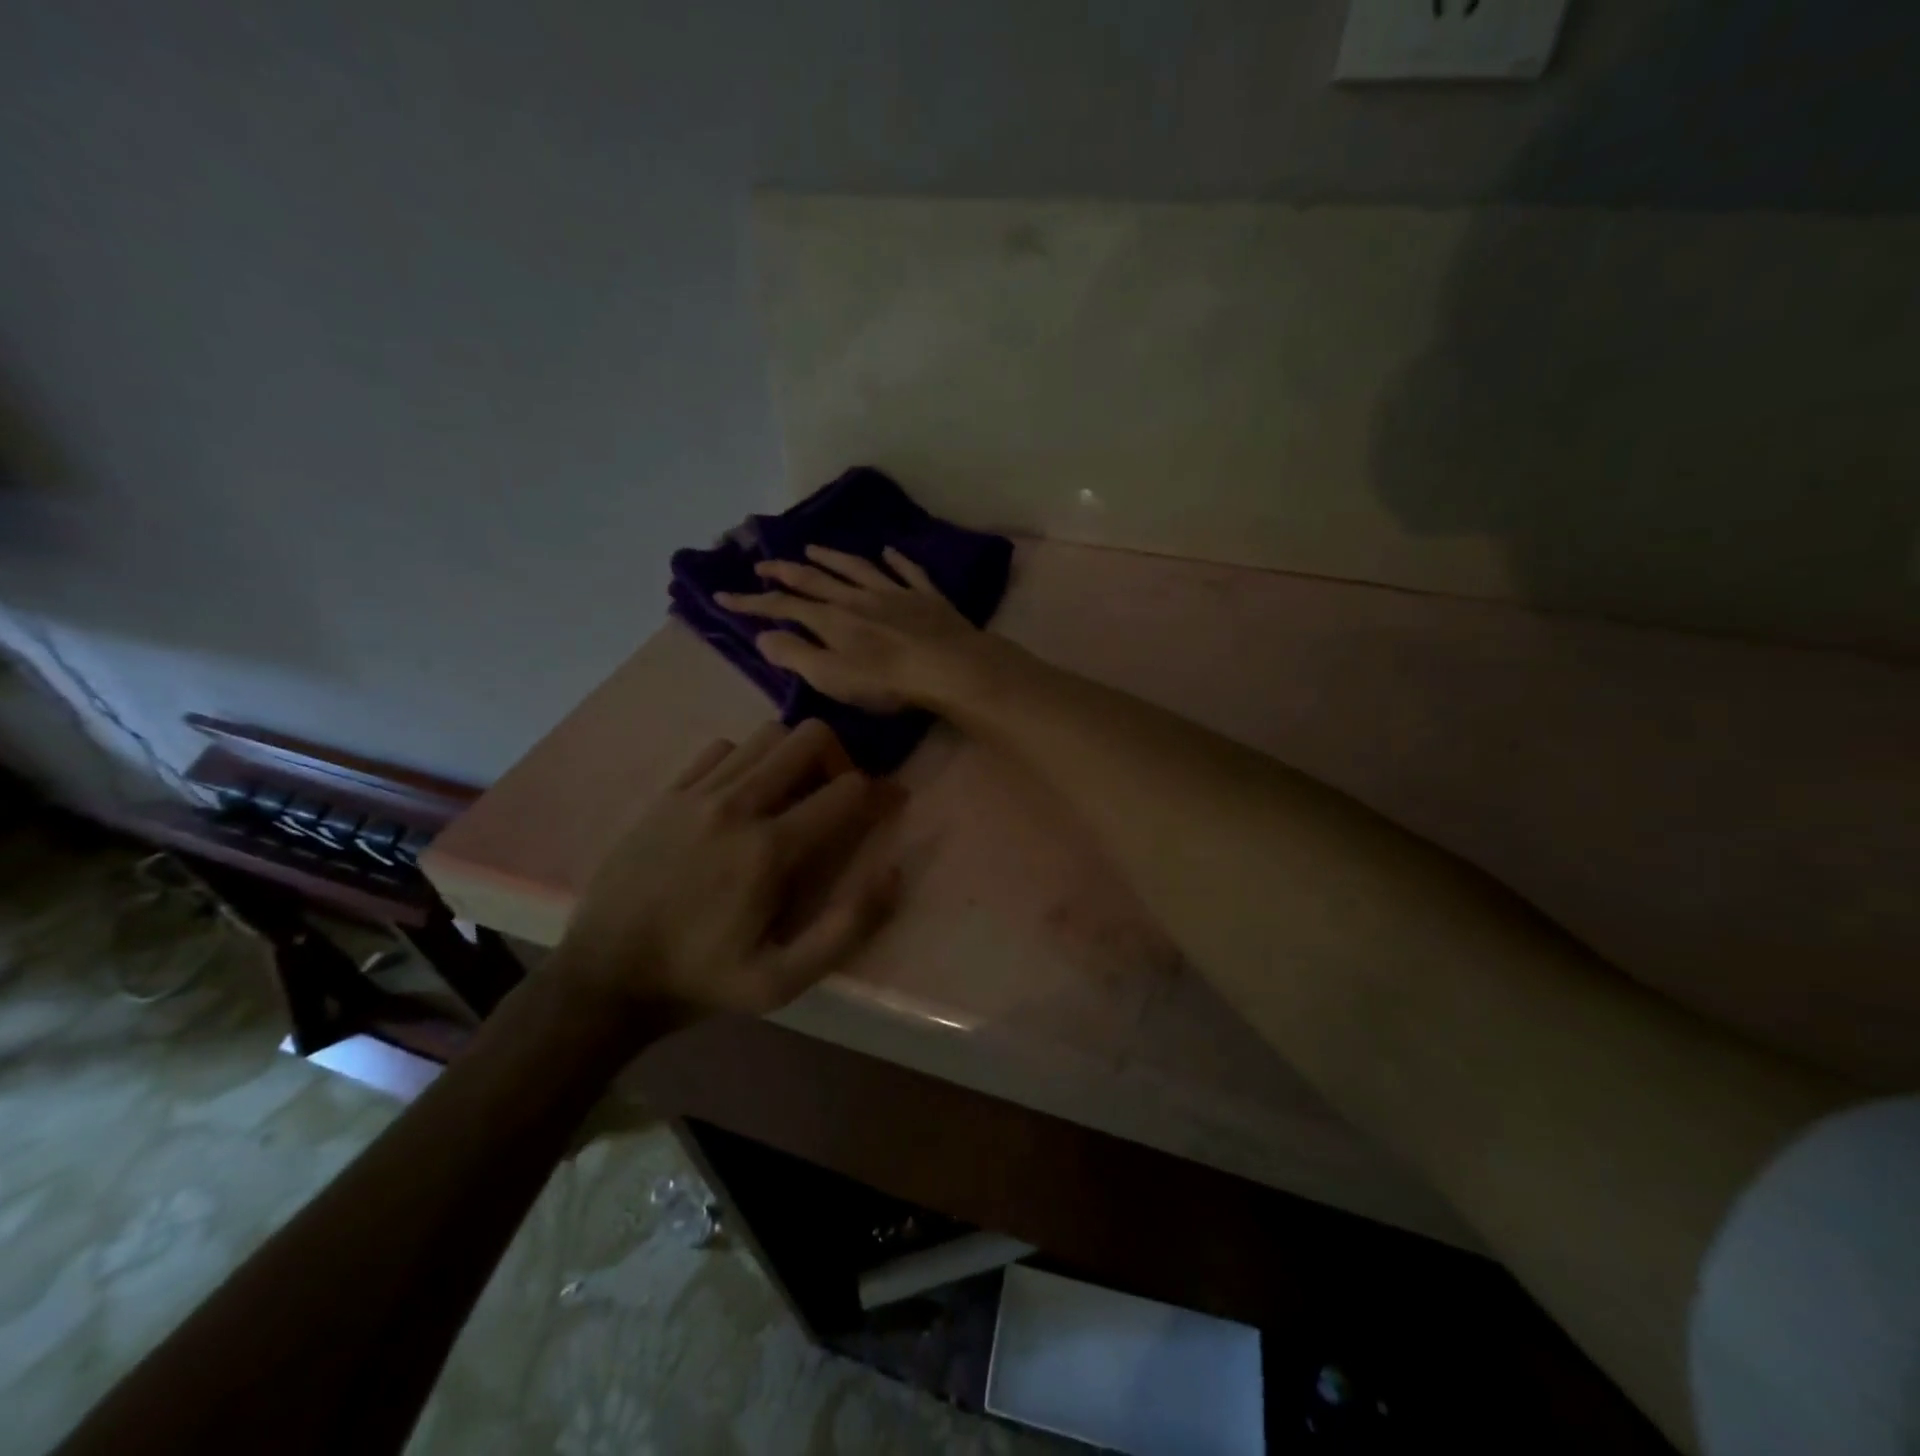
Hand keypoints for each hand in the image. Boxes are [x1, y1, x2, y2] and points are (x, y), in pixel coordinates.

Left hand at [549, 720, 896, 1031]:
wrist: (605, 975)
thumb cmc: (701, 980)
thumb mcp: (783, 980)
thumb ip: (847, 927)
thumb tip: (893, 872)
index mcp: (771, 850)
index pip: (848, 789)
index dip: (880, 793)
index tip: (888, 805)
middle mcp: (738, 805)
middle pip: (809, 737)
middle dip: (839, 757)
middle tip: (835, 794)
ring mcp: (698, 793)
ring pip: (767, 734)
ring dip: (792, 755)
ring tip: (791, 792)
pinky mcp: (667, 793)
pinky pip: (722, 748)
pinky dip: (746, 759)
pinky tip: (741, 795)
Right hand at [714, 545, 989, 711]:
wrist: (950, 666)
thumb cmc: (888, 680)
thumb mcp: (832, 677)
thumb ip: (796, 656)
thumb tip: (763, 637)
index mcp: (832, 619)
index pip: (783, 607)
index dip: (752, 602)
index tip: (723, 596)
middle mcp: (858, 597)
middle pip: (816, 579)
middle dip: (785, 571)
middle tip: (763, 564)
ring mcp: (895, 593)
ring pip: (857, 568)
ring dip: (832, 558)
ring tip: (812, 549)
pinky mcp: (927, 597)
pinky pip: (908, 571)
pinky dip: (896, 560)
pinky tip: (888, 552)